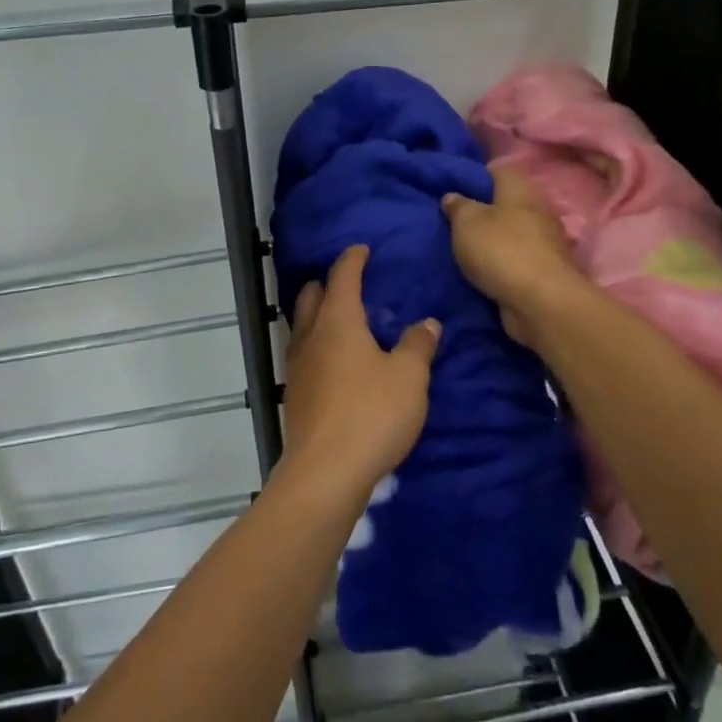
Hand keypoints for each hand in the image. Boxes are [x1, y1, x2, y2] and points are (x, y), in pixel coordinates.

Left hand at [280, 244, 438, 500]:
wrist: (325, 472)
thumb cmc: (371, 414)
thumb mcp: (409, 378)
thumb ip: (418, 345)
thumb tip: (427, 323)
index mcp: (338, 320)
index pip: (342, 276)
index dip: (353, 259)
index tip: (363, 249)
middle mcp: (311, 335)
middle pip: (312, 295)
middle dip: (329, 283)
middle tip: (351, 284)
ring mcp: (297, 366)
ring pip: (303, 324)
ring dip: (319, 314)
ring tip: (344, 320)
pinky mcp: (295, 394)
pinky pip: (304, 353)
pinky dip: (318, 344)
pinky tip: (336, 362)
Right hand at [441, 168, 583, 349]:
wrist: (540, 302)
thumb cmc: (501, 250)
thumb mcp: (466, 222)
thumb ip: (458, 206)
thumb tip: (453, 196)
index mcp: (520, 190)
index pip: (496, 172)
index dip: (473, 177)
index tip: (452, 189)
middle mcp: (537, 210)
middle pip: (505, 203)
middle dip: (482, 212)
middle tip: (453, 222)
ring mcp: (545, 242)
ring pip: (512, 233)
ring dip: (492, 240)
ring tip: (464, 248)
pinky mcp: (545, 271)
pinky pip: (517, 260)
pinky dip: (501, 263)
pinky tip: (482, 270)